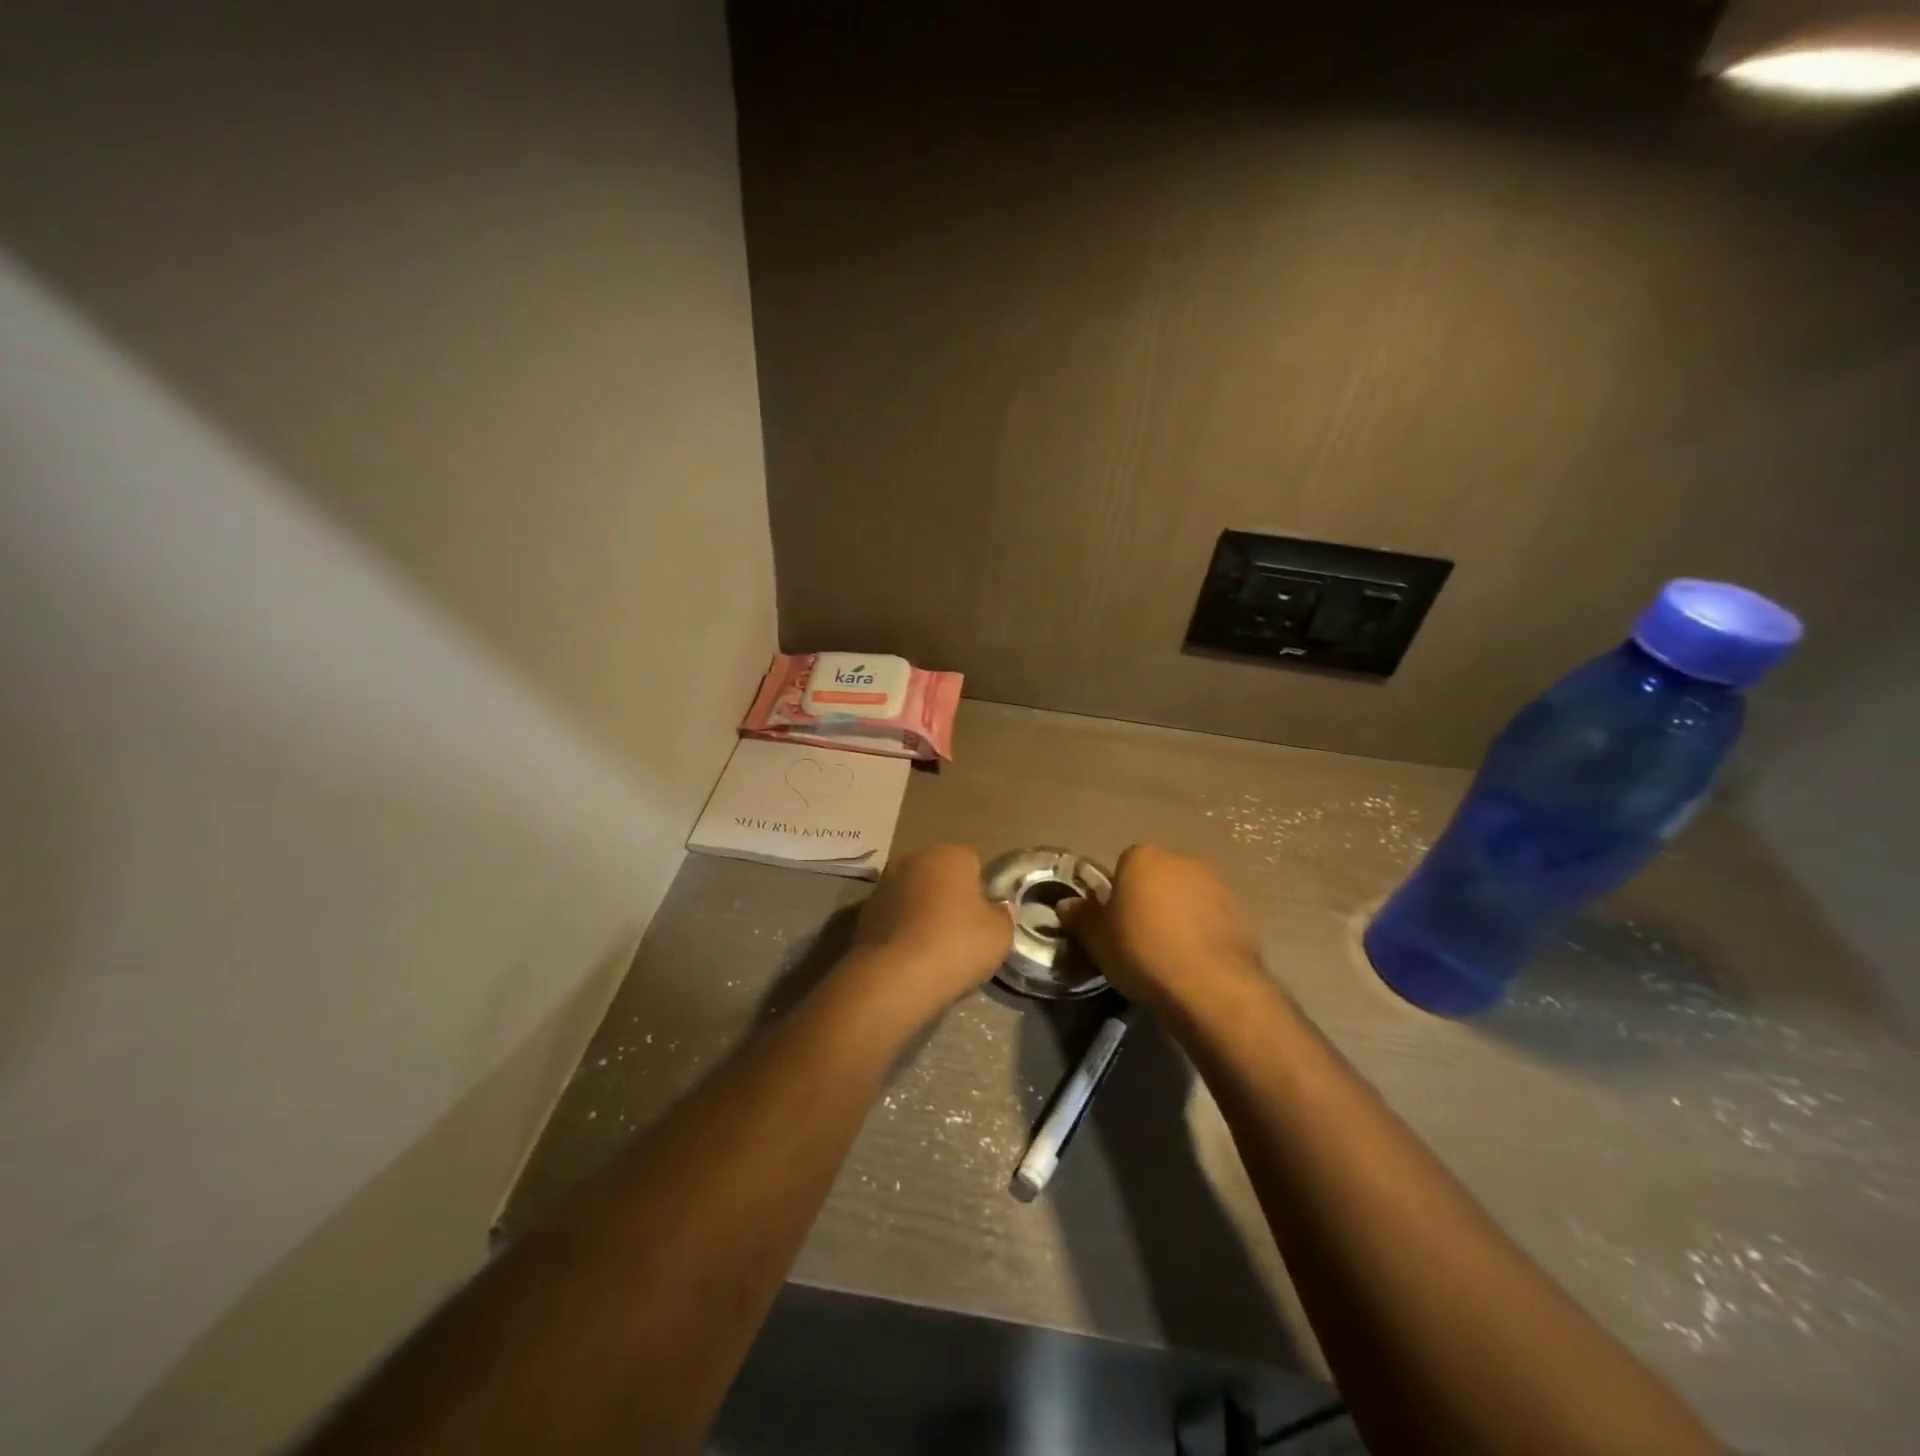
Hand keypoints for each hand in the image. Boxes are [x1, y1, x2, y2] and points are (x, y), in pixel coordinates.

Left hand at [848, 844, 1013, 1012]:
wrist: (895, 977)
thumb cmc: (956, 944)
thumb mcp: (999, 933)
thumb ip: (1002, 914)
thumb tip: (996, 908)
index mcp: (948, 854)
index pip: (971, 862)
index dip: (979, 890)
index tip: (981, 918)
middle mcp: (913, 859)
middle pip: (938, 875)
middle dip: (947, 896)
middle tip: (959, 933)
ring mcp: (883, 884)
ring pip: (912, 894)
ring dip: (921, 912)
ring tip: (931, 949)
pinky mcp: (863, 912)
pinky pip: (893, 916)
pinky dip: (900, 929)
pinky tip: (909, 956)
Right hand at [1060, 845, 1265, 1011]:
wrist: (1210, 985)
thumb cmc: (1142, 951)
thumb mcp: (1097, 939)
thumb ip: (1080, 916)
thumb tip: (1065, 904)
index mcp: (1143, 858)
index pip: (1124, 864)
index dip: (1118, 893)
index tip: (1115, 923)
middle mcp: (1182, 861)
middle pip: (1158, 877)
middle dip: (1150, 900)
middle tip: (1139, 938)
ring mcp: (1217, 885)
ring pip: (1188, 896)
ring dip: (1179, 915)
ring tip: (1169, 955)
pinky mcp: (1242, 913)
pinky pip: (1212, 918)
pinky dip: (1203, 933)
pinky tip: (1195, 963)